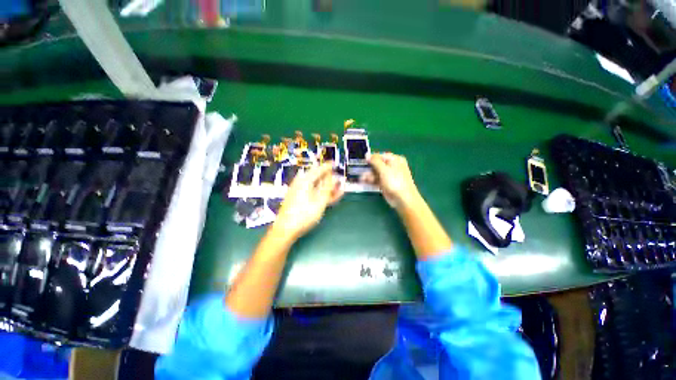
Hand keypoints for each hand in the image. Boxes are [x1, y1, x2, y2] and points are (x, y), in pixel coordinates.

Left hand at [275, 163, 342, 238]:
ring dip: (327, 187)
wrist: (285, 230)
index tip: (334, 163)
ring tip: (338, 189)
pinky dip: (321, 194)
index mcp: (305, 181)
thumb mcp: (319, 201)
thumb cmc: (303, 215)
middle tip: (338, 180)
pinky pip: (312, 193)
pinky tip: (330, 197)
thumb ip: (328, 188)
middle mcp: (301, 183)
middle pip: (317, 177)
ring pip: (316, 186)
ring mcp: (299, 192)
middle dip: (329, 178)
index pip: (319, 169)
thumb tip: (335, 178)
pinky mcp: (298, 199)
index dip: (327, 166)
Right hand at [362, 153, 420, 208]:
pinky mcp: (385, 184)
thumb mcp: (384, 169)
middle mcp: (392, 167)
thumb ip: (375, 161)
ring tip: (361, 179)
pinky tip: (363, 182)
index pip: (381, 156)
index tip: (362, 160)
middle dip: (368, 168)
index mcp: (395, 160)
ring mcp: (388, 176)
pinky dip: (370, 181)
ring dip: (368, 175)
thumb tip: (367, 155)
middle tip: (359, 171)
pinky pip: (376, 180)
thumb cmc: (395, 181)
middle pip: (377, 165)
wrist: (402, 199)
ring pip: (376, 173)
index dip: (371, 158)